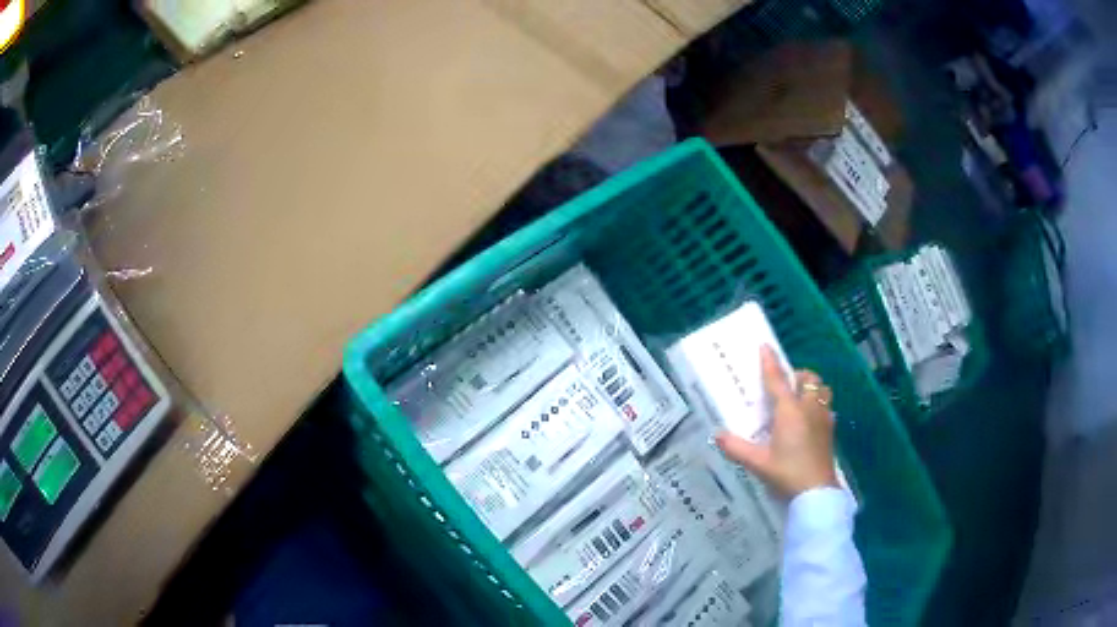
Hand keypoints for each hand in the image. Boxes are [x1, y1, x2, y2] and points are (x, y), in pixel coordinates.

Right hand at [715, 345, 837, 498]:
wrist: (816, 492)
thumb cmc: (787, 473)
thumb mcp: (757, 463)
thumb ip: (736, 448)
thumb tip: (716, 435)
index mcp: (789, 411)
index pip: (777, 380)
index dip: (770, 362)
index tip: (764, 345)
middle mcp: (808, 408)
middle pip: (808, 379)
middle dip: (797, 376)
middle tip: (784, 386)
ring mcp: (823, 418)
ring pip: (822, 389)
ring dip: (812, 387)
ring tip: (800, 400)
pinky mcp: (830, 430)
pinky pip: (827, 407)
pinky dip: (819, 406)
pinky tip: (811, 422)